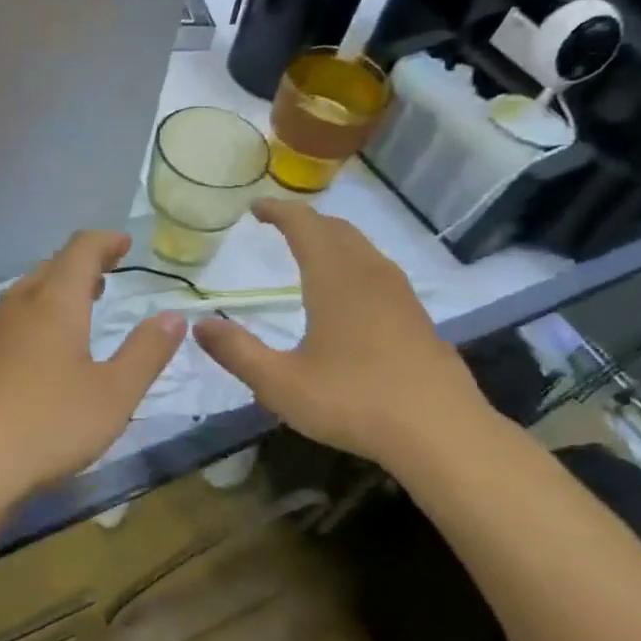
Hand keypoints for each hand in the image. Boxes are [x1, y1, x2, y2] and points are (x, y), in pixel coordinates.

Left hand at [0, 231, 187, 501]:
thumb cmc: (49, 424)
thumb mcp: (114, 393)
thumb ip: (146, 352)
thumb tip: (173, 316)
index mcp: (55, 303)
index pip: (80, 250)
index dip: (105, 242)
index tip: (125, 244)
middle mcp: (20, 306)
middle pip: (52, 266)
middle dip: (83, 263)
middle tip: (109, 271)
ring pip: (29, 291)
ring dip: (59, 287)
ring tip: (84, 300)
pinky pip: (15, 317)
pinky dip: (40, 312)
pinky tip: (47, 345)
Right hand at [193, 199, 491, 465]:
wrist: (441, 433)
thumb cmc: (353, 402)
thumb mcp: (280, 383)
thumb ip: (237, 352)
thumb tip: (199, 326)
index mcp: (334, 279)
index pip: (304, 225)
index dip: (278, 210)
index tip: (255, 207)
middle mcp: (369, 275)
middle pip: (337, 229)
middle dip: (305, 220)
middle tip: (279, 224)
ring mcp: (400, 295)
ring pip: (363, 248)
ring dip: (333, 239)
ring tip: (311, 250)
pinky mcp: (418, 317)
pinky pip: (379, 271)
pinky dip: (354, 263)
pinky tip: (350, 294)